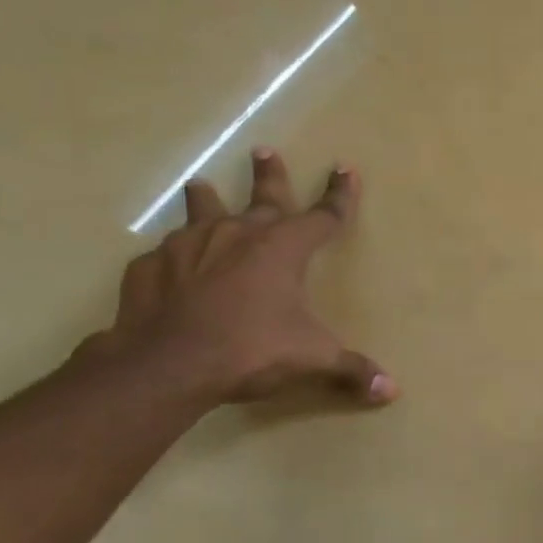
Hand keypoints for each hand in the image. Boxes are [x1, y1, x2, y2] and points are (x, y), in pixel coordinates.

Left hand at [93, 148, 396, 407]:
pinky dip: (173, 258)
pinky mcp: (151, 266)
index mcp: (284, 248)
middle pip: (262, 196)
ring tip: (200, 185)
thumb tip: (392, 391)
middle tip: (263, 150)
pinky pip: (167, 255)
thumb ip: (352, 370)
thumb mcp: (311, 360)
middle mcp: (239, 233)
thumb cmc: (250, 350)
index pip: (324, 214)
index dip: (339, 194)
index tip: (344, 169)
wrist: (166, 364)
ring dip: (206, 199)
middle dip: (269, 174)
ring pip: (203, 212)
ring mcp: (190, 245)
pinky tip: (168, 267)